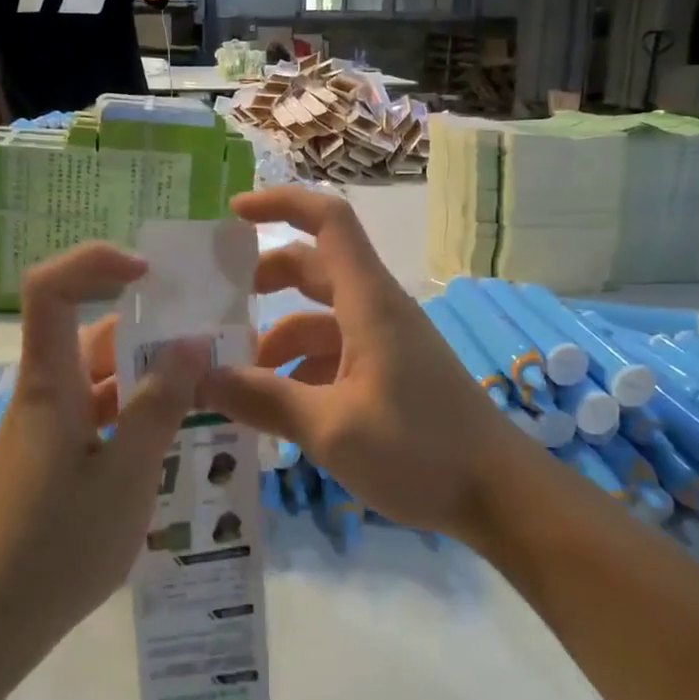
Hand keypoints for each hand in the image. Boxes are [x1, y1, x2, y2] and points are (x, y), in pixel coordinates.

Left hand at [0, 244, 209, 671]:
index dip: (94, 263)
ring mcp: (50, 430)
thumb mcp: (124, 477)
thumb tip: (190, 343)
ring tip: (210, 388)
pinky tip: (178, 437)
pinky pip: (101, 417)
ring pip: (102, 380)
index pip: (52, 290)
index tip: (150, 274)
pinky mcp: (55, 462)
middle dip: (151, 328)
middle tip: (212, 341)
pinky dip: (137, 416)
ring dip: (150, 377)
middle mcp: (47, 395)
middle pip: (93, 335)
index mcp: (51, 384)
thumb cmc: (53, 549)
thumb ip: (158, 407)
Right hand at [197, 187, 538, 540]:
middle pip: (312, 270)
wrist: (500, 495)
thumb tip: (198, 379)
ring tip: (233, 385)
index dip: (281, 204)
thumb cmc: (420, 449)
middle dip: (262, 283)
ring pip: (318, 322)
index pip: (327, 221)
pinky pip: (333, 357)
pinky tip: (275, 414)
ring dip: (276, 343)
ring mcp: (384, 344)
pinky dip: (299, 373)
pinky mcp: (389, 375)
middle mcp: (375, 310)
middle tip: (214, 310)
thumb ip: (263, 400)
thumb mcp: (330, 428)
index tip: (233, 213)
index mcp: (367, 301)